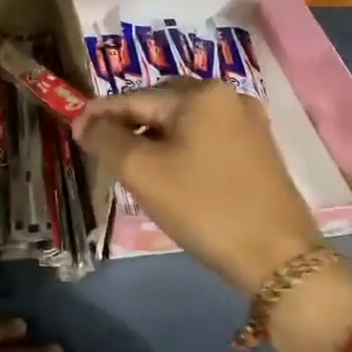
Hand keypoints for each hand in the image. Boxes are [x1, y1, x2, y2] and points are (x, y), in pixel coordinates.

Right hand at [75, 80, 351, 351]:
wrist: (277, 257)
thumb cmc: (204, 207)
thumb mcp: (143, 172)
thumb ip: (107, 140)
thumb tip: (84, 122)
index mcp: (200, 94)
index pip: (135, 98)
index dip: (100, 114)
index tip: (73, 130)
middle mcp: (228, 96)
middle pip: (161, 105)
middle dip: (130, 126)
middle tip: (105, 153)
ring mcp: (248, 122)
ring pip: (184, 123)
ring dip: (154, 139)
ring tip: (134, 168)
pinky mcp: (258, 149)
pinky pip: (206, 138)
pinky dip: (181, 150)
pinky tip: (171, 175)